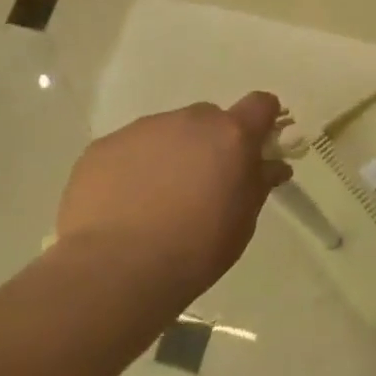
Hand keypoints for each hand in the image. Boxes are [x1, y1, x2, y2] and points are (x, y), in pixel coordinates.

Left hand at [53, 93, 290, 307]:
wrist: (116, 270)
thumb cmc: (196, 249)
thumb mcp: (242, 222)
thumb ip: (257, 184)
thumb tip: (272, 165)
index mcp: (231, 135)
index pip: (260, 105)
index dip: (262, 120)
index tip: (258, 144)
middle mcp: (189, 121)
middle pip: (209, 119)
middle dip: (211, 143)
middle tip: (202, 184)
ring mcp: (142, 130)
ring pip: (166, 133)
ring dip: (170, 154)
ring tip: (155, 201)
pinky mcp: (103, 147)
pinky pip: (128, 150)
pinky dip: (132, 168)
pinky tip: (123, 206)